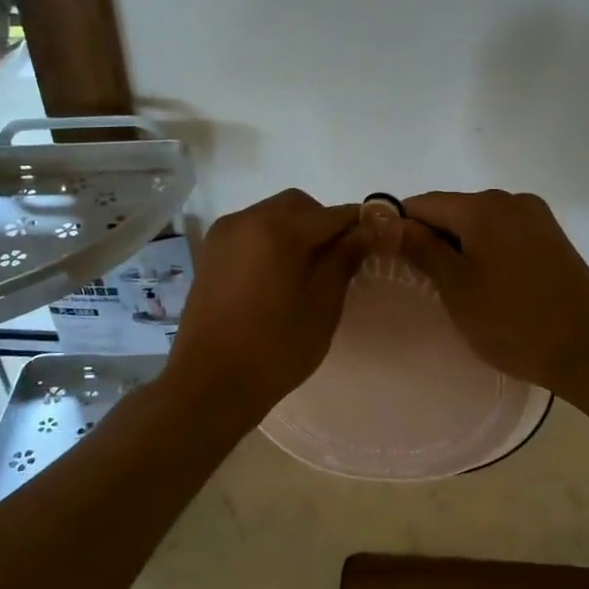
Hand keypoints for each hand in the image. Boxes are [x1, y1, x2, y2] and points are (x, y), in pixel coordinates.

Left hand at [163, 189, 368, 425]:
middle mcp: (247, 219)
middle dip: (324, 222)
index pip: (332, 214)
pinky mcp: (211, 253)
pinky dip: (272, 240)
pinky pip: (251, 232)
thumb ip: (344, 259)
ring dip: (297, 229)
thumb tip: (368, 230)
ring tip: (310, 270)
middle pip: (298, 205)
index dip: (359, 224)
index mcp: (278, 229)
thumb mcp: (322, 305)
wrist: (210, 382)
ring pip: (272, 215)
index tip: (378, 239)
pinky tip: (280, 275)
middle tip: (342, 259)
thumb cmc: (275, 347)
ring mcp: (224, 235)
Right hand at [396, 190, 588, 400]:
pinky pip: (504, 232)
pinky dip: (486, 249)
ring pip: (479, 222)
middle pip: (453, 209)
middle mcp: (511, 200)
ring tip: (453, 286)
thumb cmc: (512, 321)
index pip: (424, 203)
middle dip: (431, 237)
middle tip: (419, 280)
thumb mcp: (456, 287)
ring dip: (460, 245)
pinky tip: (486, 282)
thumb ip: (419, 248)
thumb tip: (384, 220)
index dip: (400, 226)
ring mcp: (536, 217)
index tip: (389, 259)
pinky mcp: (552, 236)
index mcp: (483, 207)